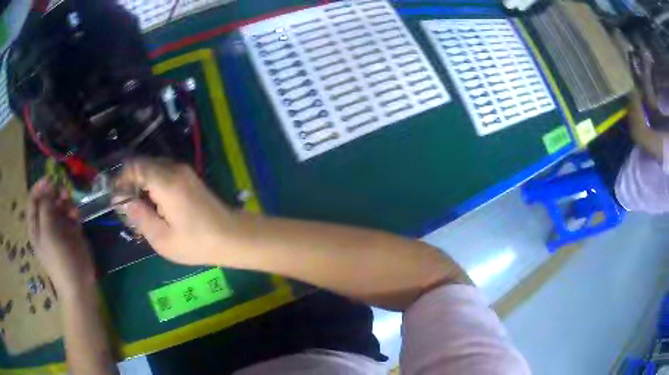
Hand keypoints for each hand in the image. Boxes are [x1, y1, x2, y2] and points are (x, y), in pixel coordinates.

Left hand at [28, 178, 94, 296]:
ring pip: (60, 205)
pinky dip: (74, 212)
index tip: (51, 179)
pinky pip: (71, 214)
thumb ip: (45, 205)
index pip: (34, 198)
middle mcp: (45, 224)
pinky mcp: (71, 232)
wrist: (78, 284)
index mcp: (35, 225)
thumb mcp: (48, 231)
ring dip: (66, 201)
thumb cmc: (59, 259)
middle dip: (55, 193)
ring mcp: (59, 228)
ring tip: (71, 206)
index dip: (41, 186)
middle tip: (63, 192)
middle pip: (48, 199)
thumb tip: (48, 184)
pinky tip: (77, 217)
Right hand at [115, 158, 236, 265]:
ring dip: (142, 183)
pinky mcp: (190, 178)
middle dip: (130, 181)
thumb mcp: (162, 239)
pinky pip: (165, 173)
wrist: (233, 236)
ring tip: (139, 208)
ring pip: (154, 168)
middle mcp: (175, 169)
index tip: (115, 196)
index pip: (135, 166)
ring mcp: (184, 172)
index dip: (121, 179)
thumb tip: (124, 202)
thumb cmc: (197, 242)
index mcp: (165, 182)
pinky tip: (155, 205)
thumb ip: (140, 217)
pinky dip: (154, 184)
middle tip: (126, 205)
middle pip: (144, 165)